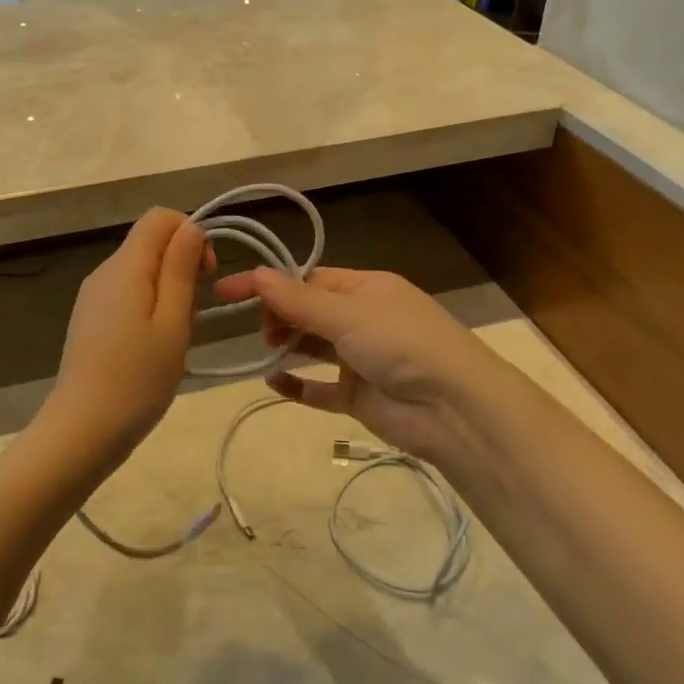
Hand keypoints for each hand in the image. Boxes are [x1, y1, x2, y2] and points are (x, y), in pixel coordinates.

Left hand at [35, 208, 213, 472]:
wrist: (82, 431)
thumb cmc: (136, 379)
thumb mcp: (172, 323)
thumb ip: (180, 270)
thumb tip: (191, 226)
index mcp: (125, 267)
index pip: (159, 217)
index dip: (191, 234)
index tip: (207, 274)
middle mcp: (104, 272)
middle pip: (150, 243)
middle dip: (181, 265)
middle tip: (193, 314)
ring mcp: (93, 297)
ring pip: (140, 271)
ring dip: (168, 290)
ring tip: (175, 336)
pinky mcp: (90, 319)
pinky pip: (127, 294)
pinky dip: (149, 307)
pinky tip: (154, 346)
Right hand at [209, 266, 520, 471]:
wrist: (454, 409)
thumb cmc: (402, 344)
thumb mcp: (348, 315)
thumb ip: (298, 301)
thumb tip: (256, 274)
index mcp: (367, 289)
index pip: (310, 279)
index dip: (271, 283)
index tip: (229, 290)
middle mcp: (364, 319)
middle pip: (310, 311)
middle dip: (281, 315)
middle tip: (262, 330)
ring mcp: (361, 358)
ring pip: (314, 346)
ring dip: (288, 344)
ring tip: (265, 348)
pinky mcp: (359, 396)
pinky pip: (320, 388)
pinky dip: (298, 384)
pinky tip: (273, 381)